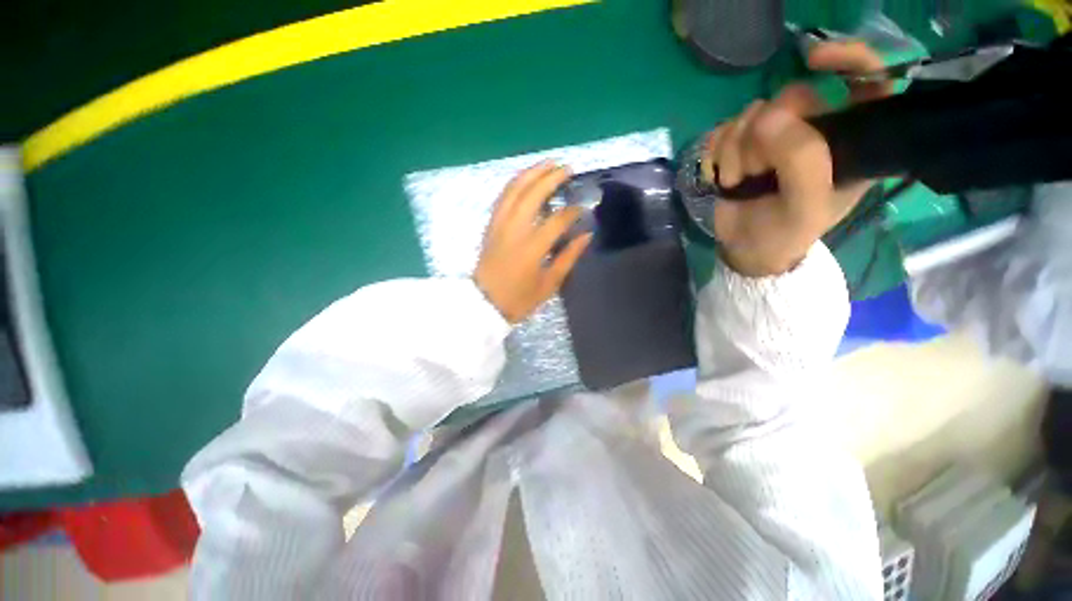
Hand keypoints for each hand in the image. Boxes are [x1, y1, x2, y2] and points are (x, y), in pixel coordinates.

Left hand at [474, 161, 592, 323]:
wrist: (484, 303)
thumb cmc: (518, 299)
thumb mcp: (549, 284)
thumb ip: (568, 257)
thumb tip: (586, 235)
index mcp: (531, 248)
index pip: (556, 220)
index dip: (572, 211)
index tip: (583, 207)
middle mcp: (513, 230)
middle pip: (532, 194)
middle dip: (551, 178)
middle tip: (567, 169)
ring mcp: (499, 225)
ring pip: (514, 189)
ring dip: (532, 173)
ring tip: (548, 163)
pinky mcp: (491, 225)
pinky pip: (503, 197)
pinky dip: (515, 183)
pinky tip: (525, 178)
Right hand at [703, 41, 893, 276]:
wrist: (745, 250)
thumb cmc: (784, 235)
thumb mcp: (804, 208)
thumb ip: (802, 161)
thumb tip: (769, 116)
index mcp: (850, 144)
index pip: (867, 82)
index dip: (848, 59)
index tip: (813, 60)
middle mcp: (815, 132)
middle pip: (792, 96)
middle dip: (764, 135)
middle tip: (755, 171)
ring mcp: (774, 139)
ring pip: (752, 113)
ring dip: (735, 151)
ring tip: (736, 182)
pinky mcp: (742, 147)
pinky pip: (724, 129)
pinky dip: (717, 153)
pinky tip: (721, 176)